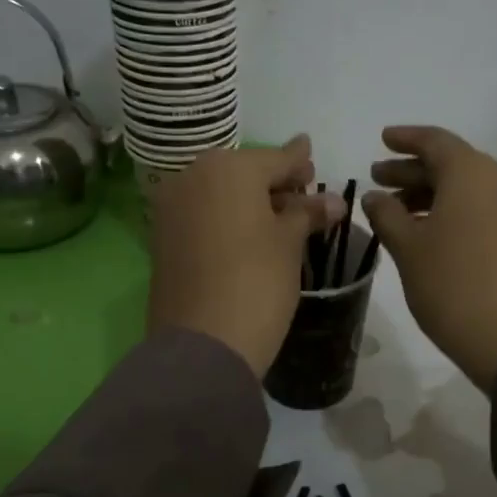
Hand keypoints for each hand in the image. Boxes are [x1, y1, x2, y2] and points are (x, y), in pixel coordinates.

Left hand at [147, 136, 343, 376]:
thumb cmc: (257, 282)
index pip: (275, 158)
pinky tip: (249, 233)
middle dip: (274, 181)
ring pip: (220, 192)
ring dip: (250, 200)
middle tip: (303, 193)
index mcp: (228, 168)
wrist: (202, 344)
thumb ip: (307, 213)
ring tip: (281, 217)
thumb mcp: (289, 243)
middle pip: (244, 172)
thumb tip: (334, 201)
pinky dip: (226, 216)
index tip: (312, 153)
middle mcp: (193, 176)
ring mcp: (172, 206)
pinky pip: (203, 213)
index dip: (299, 161)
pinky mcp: (162, 236)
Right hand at [362, 126, 496, 389]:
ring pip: (469, 187)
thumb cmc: (451, 286)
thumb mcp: (407, 248)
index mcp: (470, 172)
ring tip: (399, 209)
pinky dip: (456, 209)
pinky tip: (432, 229)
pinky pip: (485, 206)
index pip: (434, 140)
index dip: (404, 139)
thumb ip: (387, 214)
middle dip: (413, 169)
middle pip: (452, 163)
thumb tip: (375, 195)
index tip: (382, 140)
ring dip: (433, 191)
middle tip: (379, 177)